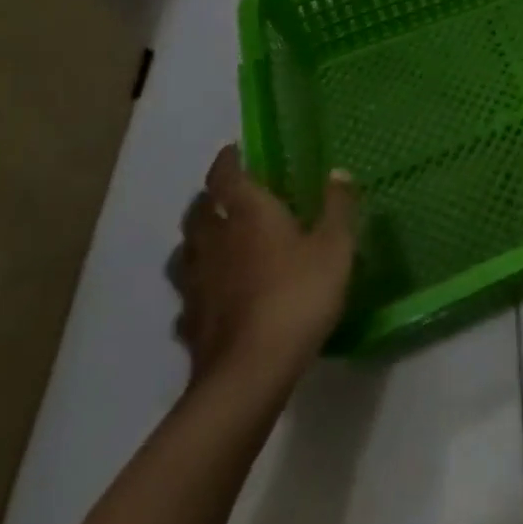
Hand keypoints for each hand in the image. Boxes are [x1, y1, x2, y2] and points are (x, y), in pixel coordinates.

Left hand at [171, 146, 357, 390]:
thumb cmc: (298, 295)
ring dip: (195, 240)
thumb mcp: (334, 246)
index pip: (226, 177)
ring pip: (185, 252)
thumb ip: (337, 207)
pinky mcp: (190, 323)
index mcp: (248, 214)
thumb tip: (337, 172)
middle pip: (197, 212)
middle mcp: (215, 242)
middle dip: (207, 198)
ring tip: (211, 241)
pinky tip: (209, 296)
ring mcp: (197, 284)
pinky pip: (188, 295)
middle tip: (224, 194)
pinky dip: (196, 286)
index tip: (234, 151)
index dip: (228, 161)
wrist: (251, 372)